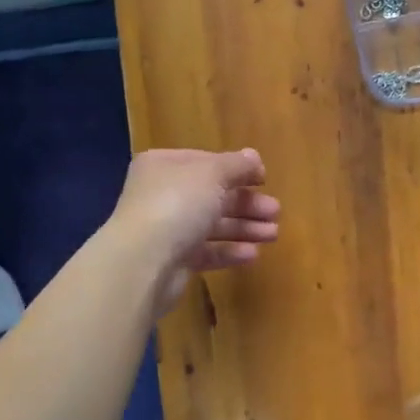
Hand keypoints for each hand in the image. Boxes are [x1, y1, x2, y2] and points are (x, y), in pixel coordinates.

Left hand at [109, 148, 279, 308]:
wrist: (143, 262)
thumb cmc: (178, 204)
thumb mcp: (212, 174)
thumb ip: (236, 165)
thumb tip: (254, 157)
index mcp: (165, 166)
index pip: (206, 162)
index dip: (236, 169)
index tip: (264, 179)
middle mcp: (162, 194)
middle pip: (212, 195)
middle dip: (246, 203)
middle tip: (275, 212)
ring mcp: (166, 229)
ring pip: (211, 225)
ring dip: (244, 228)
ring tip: (272, 234)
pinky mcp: (172, 260)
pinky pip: (206, 252)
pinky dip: (229, 251)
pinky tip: (253, 254)